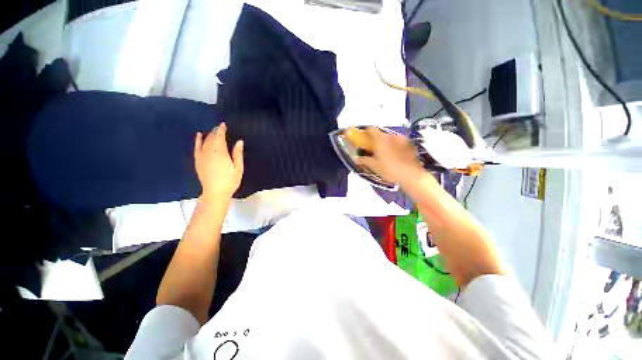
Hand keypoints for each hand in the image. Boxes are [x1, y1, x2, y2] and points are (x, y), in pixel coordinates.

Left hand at [194, 123, 243, 203]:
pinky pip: (196, 147)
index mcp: (220, 153)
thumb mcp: (238, 168)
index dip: (221, 130)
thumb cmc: (230, 181)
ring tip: (213, 131)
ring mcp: (201, 156)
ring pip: (204, 142)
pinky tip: (199, 135)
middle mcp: (209, 152)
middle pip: (211, 138)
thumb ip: (237, 154)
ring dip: (209, 135)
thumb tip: (239, 141)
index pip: (219, 137)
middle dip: (216, 132)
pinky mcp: (197, 161)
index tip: (223, 124)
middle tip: (220, 128)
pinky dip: (198, 140)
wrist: (215, 193)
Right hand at [356, 127, 423, 186]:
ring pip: (391, 138)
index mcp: (381, 139)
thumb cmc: (390, 170)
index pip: (371, 129)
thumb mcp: (375, 166)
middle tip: (375, 149)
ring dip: (387, 143)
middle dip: (377, 140)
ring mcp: (403, 139)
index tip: (364, 138)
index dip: (366, 132)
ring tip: (386, 154)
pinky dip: (396, 146)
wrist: (411, 176)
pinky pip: (400, 143)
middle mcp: (392, 136)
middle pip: (382, 134)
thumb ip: (365, 160)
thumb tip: (357, 158)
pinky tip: (397, 156)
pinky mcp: (411, 144)